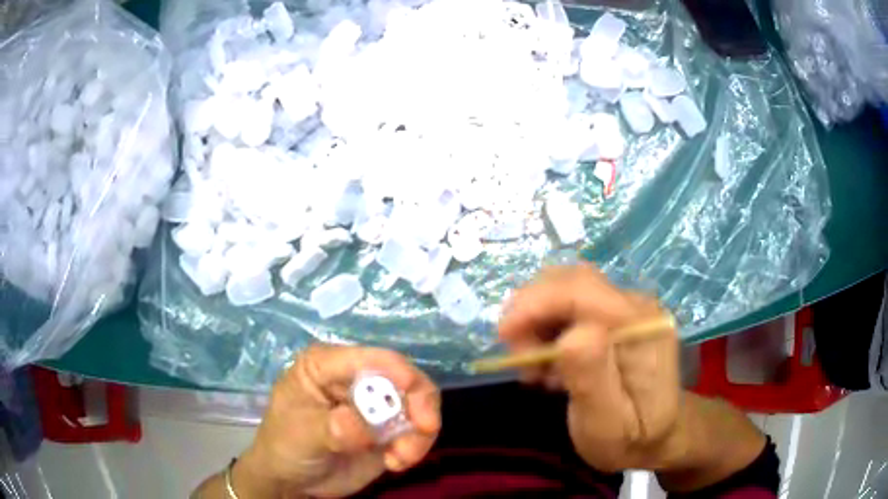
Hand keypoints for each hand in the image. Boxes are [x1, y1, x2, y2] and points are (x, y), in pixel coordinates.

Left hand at [235, 345, 440, 497]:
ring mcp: (375, 405)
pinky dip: (414, 447)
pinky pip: (417, 431)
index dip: (399, 373)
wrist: (294, 481)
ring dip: (418, 433)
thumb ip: (333, 428)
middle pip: (404, 377)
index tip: (417, 403)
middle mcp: (356, 378)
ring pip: (417, 405)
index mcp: (328, 365)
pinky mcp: (388, 429)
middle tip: (425, 430)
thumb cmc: (286, 445)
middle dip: (420, 404)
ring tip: (399, 459)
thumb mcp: (303, 434)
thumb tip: (360, 424)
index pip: (370, 359)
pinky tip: (395, 464)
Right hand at [498, 264, 682, 472]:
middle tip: (521, 361)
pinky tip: (549, 364)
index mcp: (642, 326)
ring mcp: (624, 308)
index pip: (583, 289)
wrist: (656, 438)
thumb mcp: (608, 424)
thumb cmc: (632, 439)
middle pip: (571, 281)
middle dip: (532, 312)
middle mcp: (635, 305)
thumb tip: (572, 333)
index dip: (537, 302)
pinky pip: (567, 307)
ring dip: (536, 323)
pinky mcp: (611, 317)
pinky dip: (545, 330)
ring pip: (564, 290)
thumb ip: (593, 379)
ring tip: (536, 370)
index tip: (504, 334)